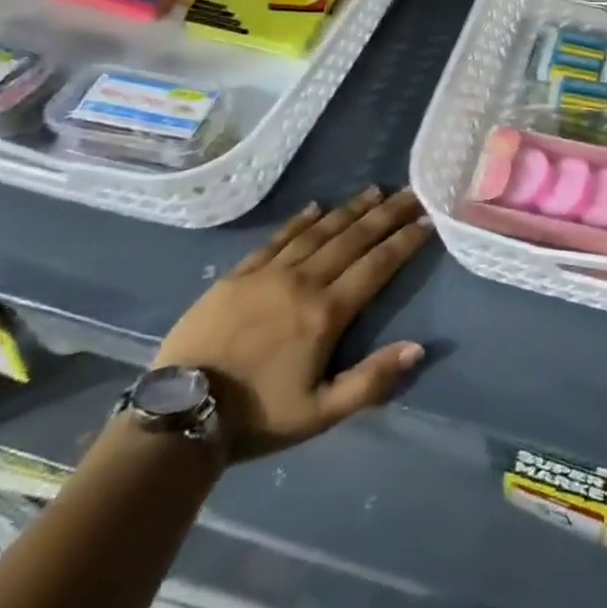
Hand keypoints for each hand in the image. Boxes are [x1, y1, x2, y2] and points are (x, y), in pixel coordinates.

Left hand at [154, 186, 434, 460]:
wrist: (180, 412)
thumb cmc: (257, 417)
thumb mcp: (320, 413)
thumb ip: (370, 380)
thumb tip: (418, 348)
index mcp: (327, 312)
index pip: (376, 266)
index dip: (404, 242)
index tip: (426, 220)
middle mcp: (304, 281)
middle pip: (353, 239)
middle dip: (386, 214)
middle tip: (411, 192)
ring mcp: (269, 273)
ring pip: (319, 231)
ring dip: (350, 210)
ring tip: (374, 191)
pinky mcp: (239, 274)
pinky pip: (277, 238)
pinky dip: (300, 220)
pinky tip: (316, 206)